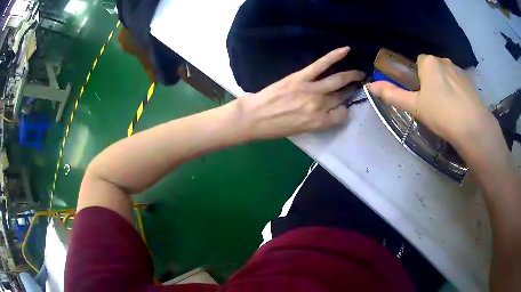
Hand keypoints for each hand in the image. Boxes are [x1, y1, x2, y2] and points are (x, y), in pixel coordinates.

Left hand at [238, 47, 364, 138]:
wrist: (254, 117)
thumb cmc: (275, 128)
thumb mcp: (301, 131)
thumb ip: (319, 120)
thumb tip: (329, 108)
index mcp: (319, 122)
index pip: (342, 114)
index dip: (343, 111)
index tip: (340, 108)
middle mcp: (319, 105)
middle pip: (342, 96)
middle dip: (352, 91)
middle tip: (359, 86)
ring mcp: (311, 89)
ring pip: (338, 80)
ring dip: (351, 75)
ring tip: (360, 73)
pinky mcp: (301, 76)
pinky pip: (321, 65)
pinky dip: (334, 56)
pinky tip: (346, 50)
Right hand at [367, 55, 498, 153]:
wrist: (472, 127)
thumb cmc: (441, 114)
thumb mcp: (414, 107)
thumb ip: (392, 95)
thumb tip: (369, 86)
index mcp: (428, 62)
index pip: (418, 63)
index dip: (418, 78)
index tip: (421, 94)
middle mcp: (443, 60)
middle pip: (432, 68)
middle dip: (431, 80)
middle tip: (433, 104)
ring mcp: (458, 70)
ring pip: (446, 75)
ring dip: (444, 85)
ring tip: (447, 108)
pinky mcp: (470, 81)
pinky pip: (458, 82)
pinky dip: (456, 91)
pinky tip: (458, 107)